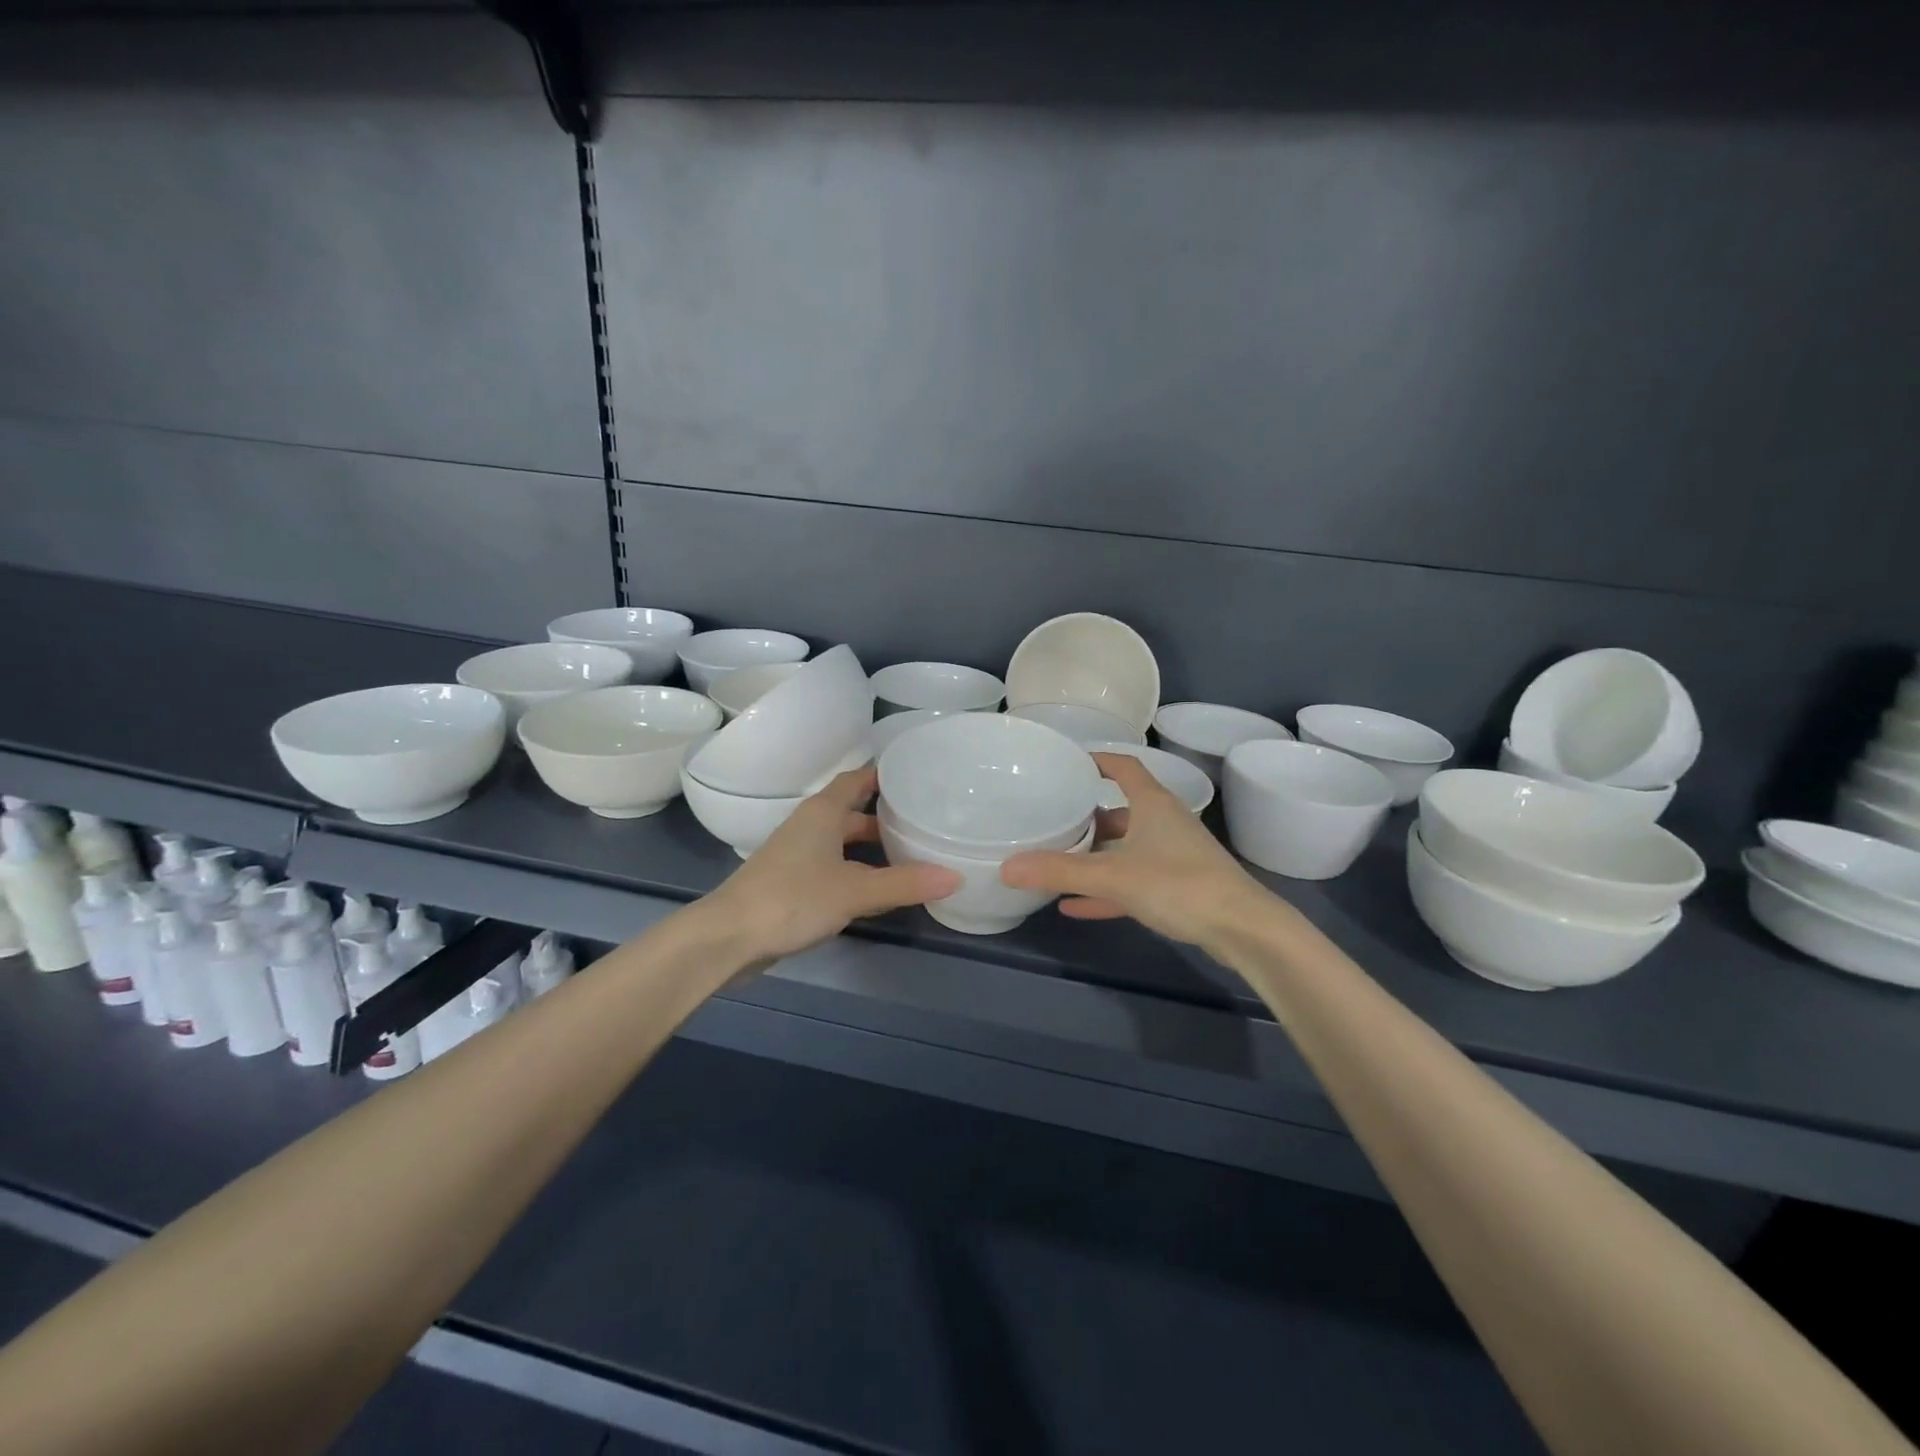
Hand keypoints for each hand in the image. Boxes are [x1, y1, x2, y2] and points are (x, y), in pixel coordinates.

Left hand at [701, 767, 960, 963]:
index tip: (919, 775)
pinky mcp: (793, 882)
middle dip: (887, 816)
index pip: (858, 779)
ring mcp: (799, 854)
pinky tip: (881, 888)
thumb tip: (957, 876)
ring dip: (873, 847)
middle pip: (854, 811)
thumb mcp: (855, 890)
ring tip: (913, 854)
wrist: (729, 937)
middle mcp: (810, 825)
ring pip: (844, 842)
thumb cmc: (792, 898)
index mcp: (823, 812)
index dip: (886, 775)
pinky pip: (835, 866)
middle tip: (927, 820)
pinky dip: (859, 870)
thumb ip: (905, 883)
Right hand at [1001, 753, 1270, 946]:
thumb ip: (1060, 871)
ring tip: (1056, 863)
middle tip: (1051, 821)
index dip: (1097, 760)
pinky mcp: (1179, 889)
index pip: (1124, 766)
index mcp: (1152, 804)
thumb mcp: (1113, 876)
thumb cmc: (1179, 884)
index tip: (1067, 763)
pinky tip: (1074, 906)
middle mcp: (1164, 823)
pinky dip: (1106, 891)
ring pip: (1126, 849)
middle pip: (1120, 811)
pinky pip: (1133, 882)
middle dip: (1087, 817)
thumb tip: (1005, 867)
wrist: (1243, 929)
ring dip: (1095, 857)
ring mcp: (1174, 857)